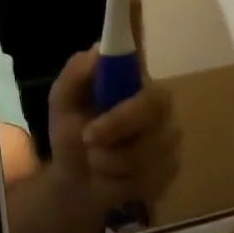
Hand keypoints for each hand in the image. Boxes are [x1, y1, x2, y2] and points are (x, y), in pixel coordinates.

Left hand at [46, 47, 182, 221]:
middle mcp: (159, 105)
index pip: (145, 71)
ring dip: (109, 160)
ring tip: (96, 160)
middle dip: (116, 125)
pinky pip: (150, 176)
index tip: (104, 101)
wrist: (77, 182)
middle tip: (87, 138)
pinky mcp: (171, 168)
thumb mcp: (62, 102)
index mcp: (135, 82)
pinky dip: (121, 181)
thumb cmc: (72, 134)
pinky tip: (114, 177)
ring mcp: (169, 137)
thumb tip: (98, 49)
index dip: (130, 83)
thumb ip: (75, 73)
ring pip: (147, 149)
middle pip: (153, 108)